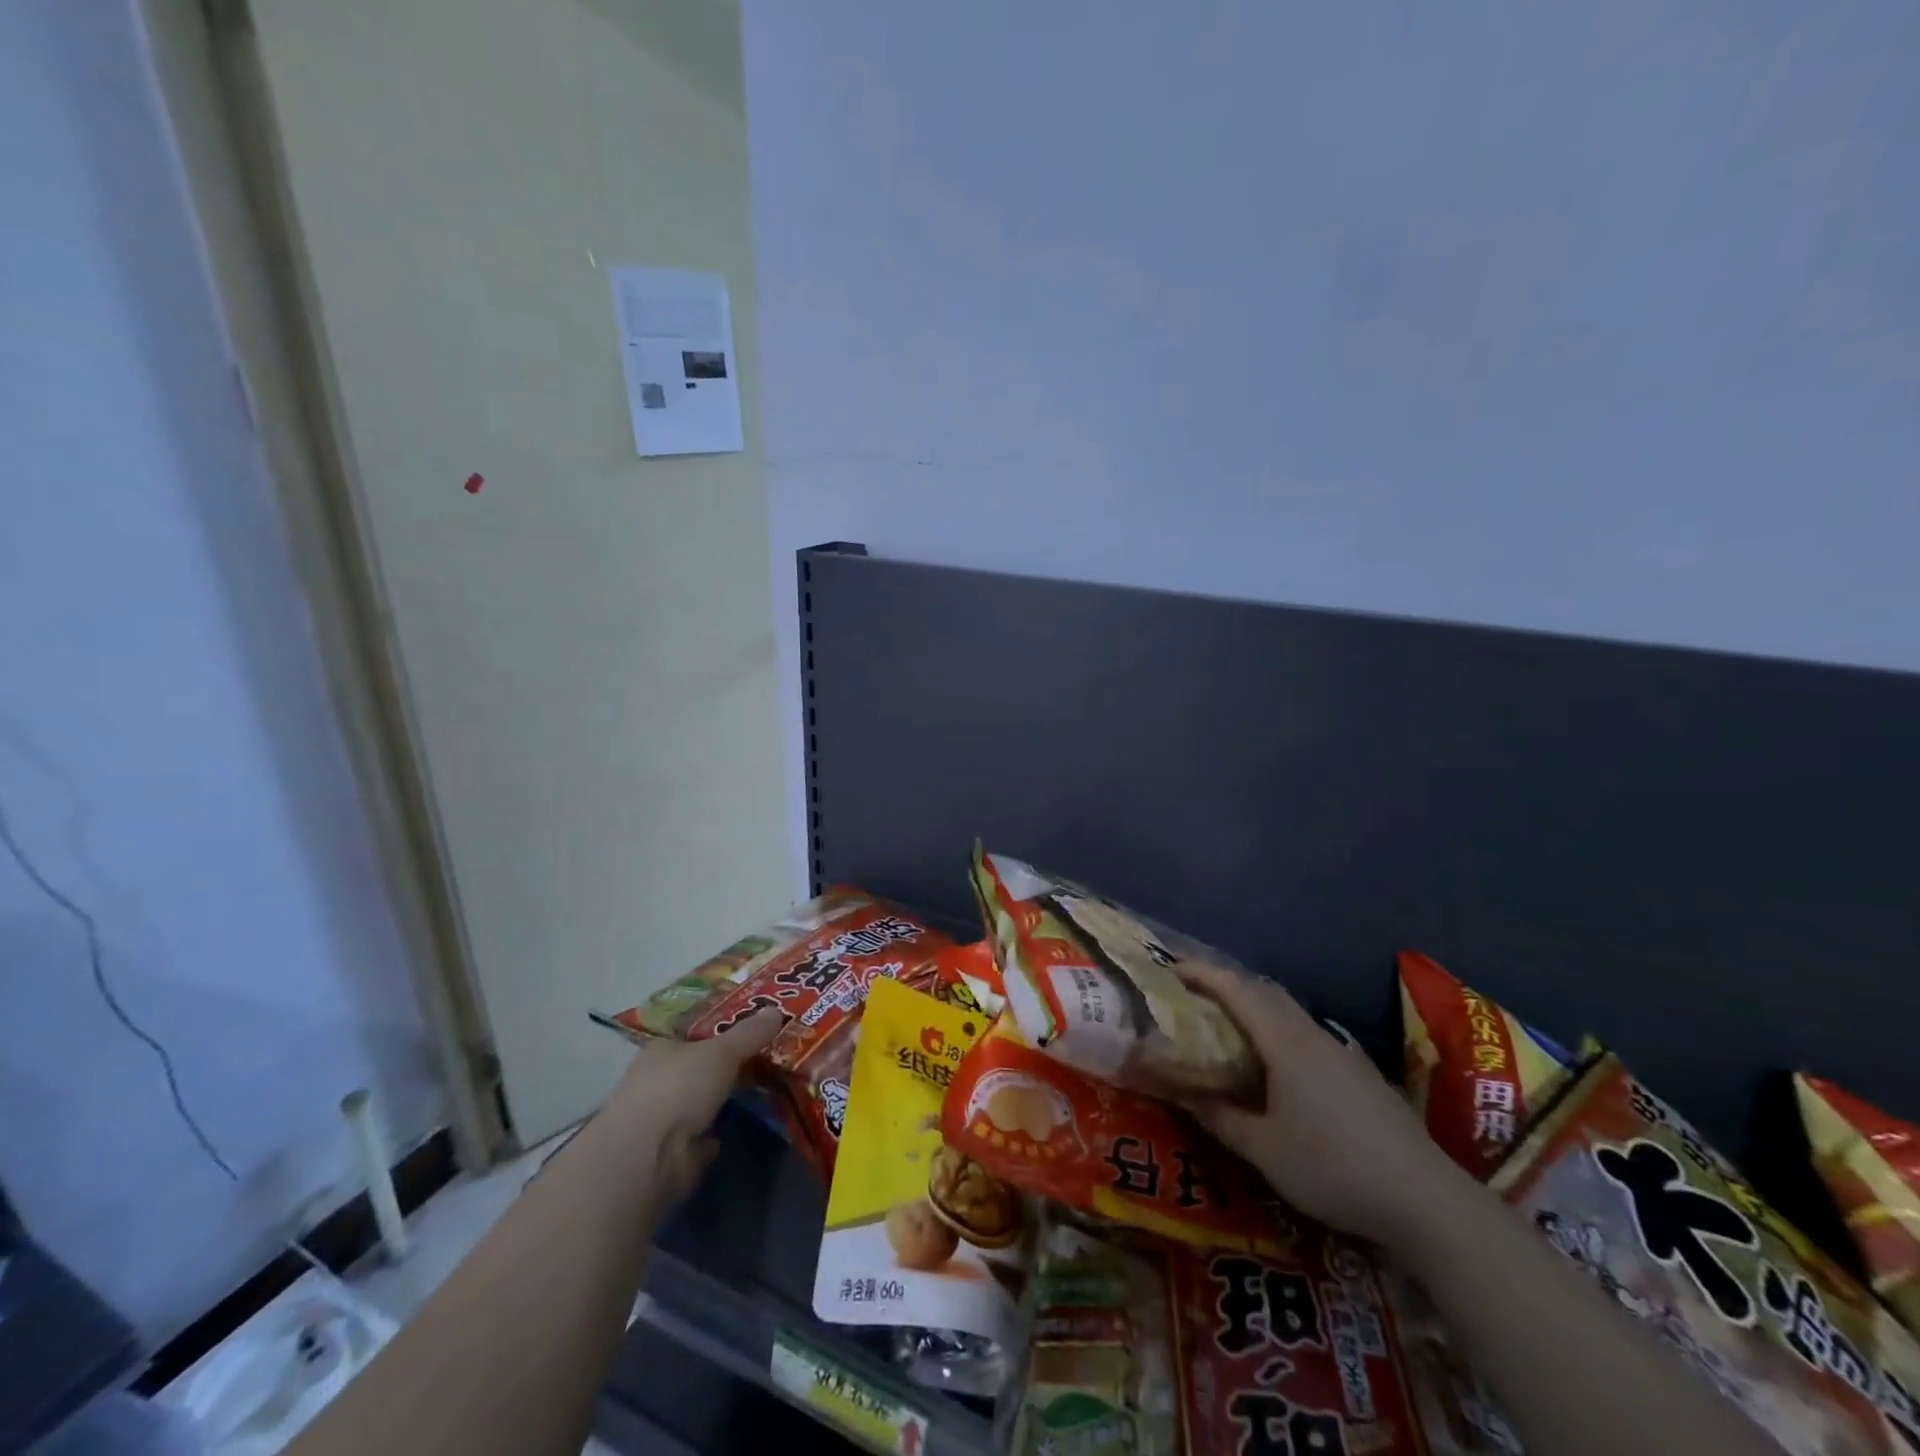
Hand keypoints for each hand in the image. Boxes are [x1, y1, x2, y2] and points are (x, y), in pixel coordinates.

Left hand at [602, 1009, 783, 1211]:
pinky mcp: (672, 1154)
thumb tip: (777, 1010)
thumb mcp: (722, 1051)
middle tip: (768, 1060)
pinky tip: (743, 1127)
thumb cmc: (679, 1088)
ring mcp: (663, 1120)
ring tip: (765, 1091)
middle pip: (699, 1068)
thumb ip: (749, 1033)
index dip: (721, 1031)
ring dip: (724, 1101)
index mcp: (662, 1049)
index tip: (753, 1030)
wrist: (648, 1158)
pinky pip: (703, 1135)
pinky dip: (719, 1133)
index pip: (693, 1035)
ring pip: (702, 1102)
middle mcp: (658, 1081)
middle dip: (726, 1068)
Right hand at [1178, 964, 1465, 1250]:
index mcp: (1286, 1043)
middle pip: (1266, 992)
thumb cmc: (1334, 1167)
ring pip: (1290, 1013)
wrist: (1427, 1201)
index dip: (1203, 974)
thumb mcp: (1265, 1151)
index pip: (1238, 991)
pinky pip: (1307, 1035)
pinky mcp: (1360, 1075)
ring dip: (1256, 1008)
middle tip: (1195, 996)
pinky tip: (1276, 1066)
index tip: (1172, 969)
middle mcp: (1313, 1036)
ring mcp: (1342, 1054)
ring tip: (1228, 1027)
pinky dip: (1279, 1031)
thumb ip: (1221, 1119)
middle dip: (1228, 985)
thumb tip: (1184, 1095)